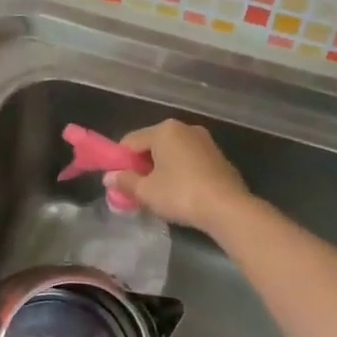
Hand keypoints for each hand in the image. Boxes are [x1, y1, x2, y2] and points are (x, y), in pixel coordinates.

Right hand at [106, 119, 250, 235]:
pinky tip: (180, 194)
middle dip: (141, 167)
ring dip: (160, 171)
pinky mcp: (218, 157)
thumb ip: (125, 181)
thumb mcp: (146, 191)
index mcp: (164, 130)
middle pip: (152, 145)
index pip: (130, 141)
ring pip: (172, 154)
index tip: (118, 183)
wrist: (227, 208)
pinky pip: (189, 161)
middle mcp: (185, 128)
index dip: (119, 162)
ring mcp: (205, 141)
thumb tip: (109, 178)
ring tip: (157, 195)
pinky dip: (179, 173)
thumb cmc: (180, 194)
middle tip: (136, 191)